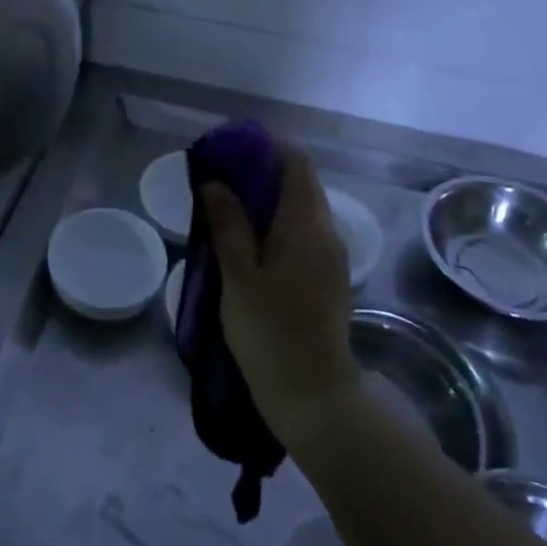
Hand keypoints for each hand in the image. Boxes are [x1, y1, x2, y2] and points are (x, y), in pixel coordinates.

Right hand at [200, 145, 361, 454]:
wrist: (315, 398)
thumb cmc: (272, 334)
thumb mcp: (239, 277)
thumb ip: (228, 225)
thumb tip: (215, 182)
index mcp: (306, 226)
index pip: (297, 164)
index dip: (268, 147)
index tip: (232, 147)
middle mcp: (326, 233)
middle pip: (300, 183)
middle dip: (263, 170)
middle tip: (220, 175)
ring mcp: (330, 257)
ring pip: (301, 208)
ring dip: (268, 197)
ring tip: (227, 203)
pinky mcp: (326, 277)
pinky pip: (302, 231)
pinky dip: (276, 221)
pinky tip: (248, 238)